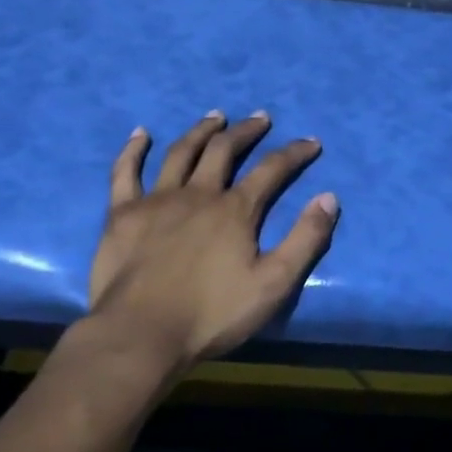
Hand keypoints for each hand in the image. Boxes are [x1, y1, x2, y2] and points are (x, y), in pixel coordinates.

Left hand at [84, 111, 338, 372]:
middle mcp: (198, 193)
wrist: (141, 335)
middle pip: (225, 150)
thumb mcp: (273, 284)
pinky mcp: (122, 214)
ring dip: (201, 131)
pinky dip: (133, 150)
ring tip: (215, 117)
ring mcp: (157, 200)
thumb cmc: (211, 314)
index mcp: (235, 210)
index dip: (294, 152)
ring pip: (181, 153)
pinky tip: (141, 134)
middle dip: (246, 131)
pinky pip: (126, 172)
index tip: (311, 141)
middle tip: (260, 118)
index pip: (272, 170)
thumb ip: (305, 240)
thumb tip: (329, 197)